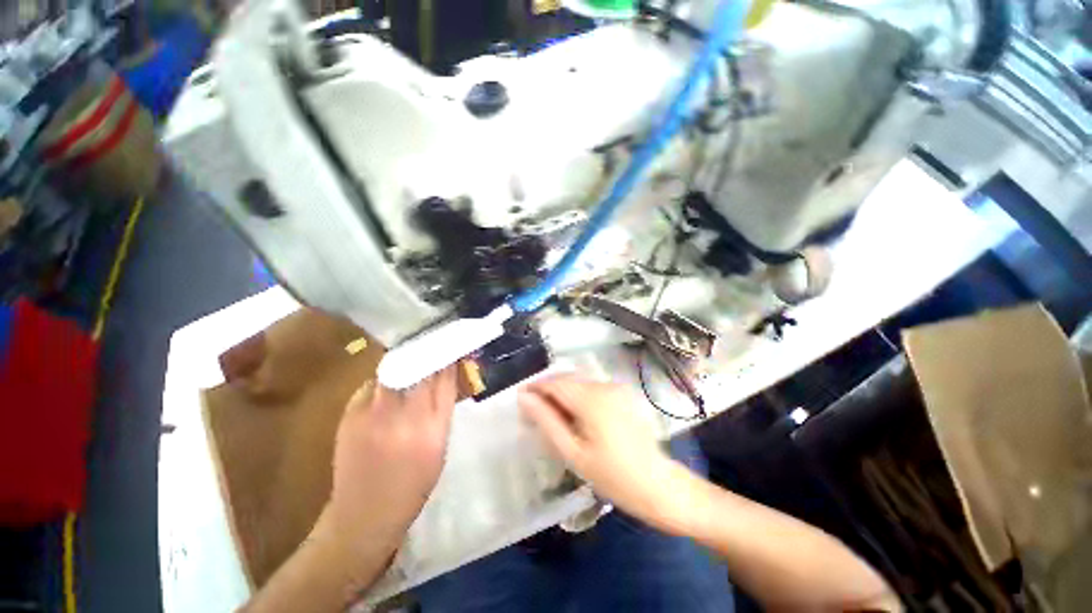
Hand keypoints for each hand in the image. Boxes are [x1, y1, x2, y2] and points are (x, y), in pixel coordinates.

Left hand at [319, 366, 457, 568]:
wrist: (364, 515)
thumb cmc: (413, 485)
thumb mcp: (440, 448)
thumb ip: (442, 410)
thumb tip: (444, 378)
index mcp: (432, 428)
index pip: (445, 379)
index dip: (448, 359)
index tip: (451, 347)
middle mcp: (403, 416)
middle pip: (419, 368)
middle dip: (428, 353)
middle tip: (433, 346)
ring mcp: (373, 413)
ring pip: (394, 369)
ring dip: (405, 362)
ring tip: (412, 360)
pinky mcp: (350, 414)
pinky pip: (373, 384)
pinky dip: (384, 380)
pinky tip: (389, 387)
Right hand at [519, 374, 687, 531]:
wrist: (658, 485)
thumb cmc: (612, 476)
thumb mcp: (573, 452)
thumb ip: (546, 420)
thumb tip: (524, 398)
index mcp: (591, 398)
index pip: (555, 383)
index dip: (535, 387)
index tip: (520, 399)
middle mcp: (604, 385)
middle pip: (567, 378)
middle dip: (548, 389)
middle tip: (533, 410)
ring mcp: (616, 388)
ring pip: (580, 382)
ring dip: (563, 392)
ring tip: (552, 414)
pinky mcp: (623, 394)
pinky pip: (593, 388)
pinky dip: (578, 395)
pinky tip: (575, 415)